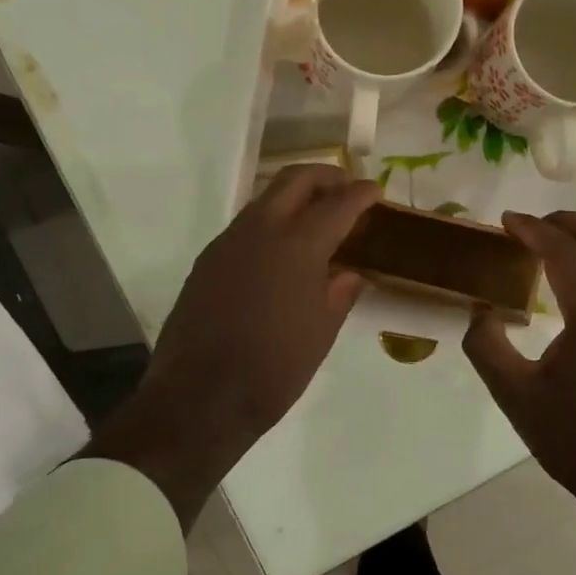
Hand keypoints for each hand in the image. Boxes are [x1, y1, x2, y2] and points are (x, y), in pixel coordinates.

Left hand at [88, 165, 379, 527]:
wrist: (200, 397)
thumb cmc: (273, 369)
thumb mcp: (320, 334)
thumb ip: (339, 294)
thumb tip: (349, 273)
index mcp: (297, 246)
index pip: (337, 204)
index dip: (360, 194)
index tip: (375, 191)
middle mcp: (260, 231)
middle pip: (294, 180)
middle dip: (325, 177)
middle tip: (346, 189)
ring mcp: (227, 243)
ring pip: (265, 199)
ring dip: (294, 197)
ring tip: (316, 219)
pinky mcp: (207, 260)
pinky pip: (244, 226)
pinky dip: (270, 222)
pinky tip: (280, 250)